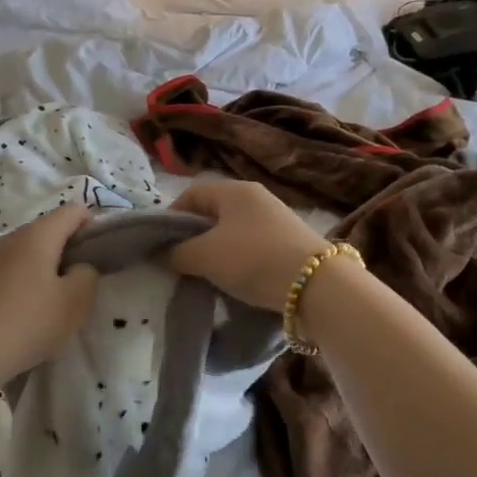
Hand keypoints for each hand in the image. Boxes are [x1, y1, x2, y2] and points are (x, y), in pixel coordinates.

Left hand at [0, 205, 99, 385]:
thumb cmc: (27, 323)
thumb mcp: (75, 303)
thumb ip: (87, 276)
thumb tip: (80, 267)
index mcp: (37, 235)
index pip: (73, 211)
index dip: (93, 226)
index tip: (101, 255)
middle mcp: (10, 238)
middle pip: (48, 230)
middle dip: (69, 250)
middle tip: (80, 285)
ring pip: (27, 252)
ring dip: (45, 269)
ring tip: (53, 302)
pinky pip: (9, 271)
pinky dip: (23, 283)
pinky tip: (24, 313)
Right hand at [162, 179, 328, 310]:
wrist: (315, 286)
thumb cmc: (253, 259)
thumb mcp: (205, 256)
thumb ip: (176, 253)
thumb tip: (160, 254)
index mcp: (234, 190)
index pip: (191, 193)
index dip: (172, 217)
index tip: (161, 245)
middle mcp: (256, 198)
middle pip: (212, 213)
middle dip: (193, 237)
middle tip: (179, 263)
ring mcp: (275, 221)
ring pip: (231, 232)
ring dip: (214, 252)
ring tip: (204, 276)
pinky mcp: (288, 244)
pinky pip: (250, 248)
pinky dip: (236, 262)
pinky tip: (233, 282)